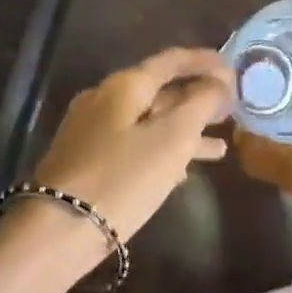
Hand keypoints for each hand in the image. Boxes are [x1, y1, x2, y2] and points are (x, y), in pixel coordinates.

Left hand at [20, 47, 234, 268]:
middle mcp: (104, 99)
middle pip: (159, 90)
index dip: (205, 62)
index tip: (234, 70)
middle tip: (231, 111)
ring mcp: (92, 130)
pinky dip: (162, 151)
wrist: (56, 232)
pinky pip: (134, 144)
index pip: (171, 60)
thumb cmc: (121, 179)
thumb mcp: (171, 140)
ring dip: (184, 130)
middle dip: (197, 99)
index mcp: (124, 85)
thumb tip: (219, 83)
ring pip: (148, 121)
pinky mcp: (87, 161)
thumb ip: (200, 105)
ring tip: (219, 147)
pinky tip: (183, 172)